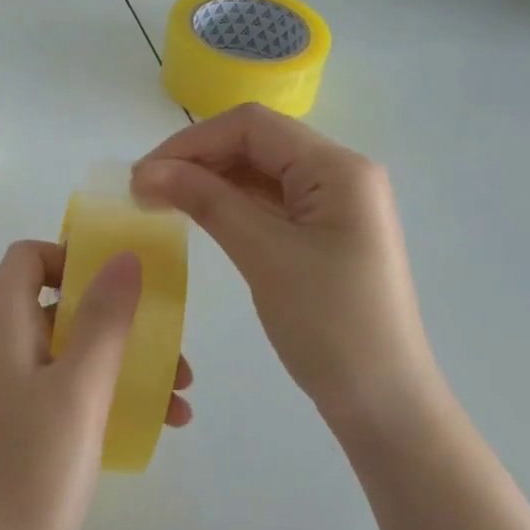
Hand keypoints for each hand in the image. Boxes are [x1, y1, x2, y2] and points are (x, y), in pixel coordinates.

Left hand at [0, 240, 193, 529]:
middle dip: (120, 320)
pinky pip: (69, 395)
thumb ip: (103, 320)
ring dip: (126, 364)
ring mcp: (9, 395)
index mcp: (4, 329)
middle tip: (172, 351)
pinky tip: (155, 427)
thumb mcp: (79, 390)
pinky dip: (109, 398)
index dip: (70, 258)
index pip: (27, 259)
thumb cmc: (30, 473)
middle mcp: (2, 352)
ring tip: (180, 398)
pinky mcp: (20, 434)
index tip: (118, 285)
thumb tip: (124, 256)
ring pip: (72, 355)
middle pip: (60, 307)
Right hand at [132, 104, 433, 419]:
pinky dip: (230, 203)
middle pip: (256, 143)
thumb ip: (207, 201)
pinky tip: (197, 214)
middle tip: (144, 190)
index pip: (252, 126)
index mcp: (337, 168)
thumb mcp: (264, 255)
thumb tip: (148, 170)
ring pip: (259, 171)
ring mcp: (333, 203)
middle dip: (197, 159)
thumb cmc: (330, 326)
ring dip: (210, 180)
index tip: (144, 174)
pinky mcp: (323, 231)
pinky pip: (269, 201)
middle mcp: (340, 173)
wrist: (384, 403)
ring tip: (160, 201)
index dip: (192, 141)